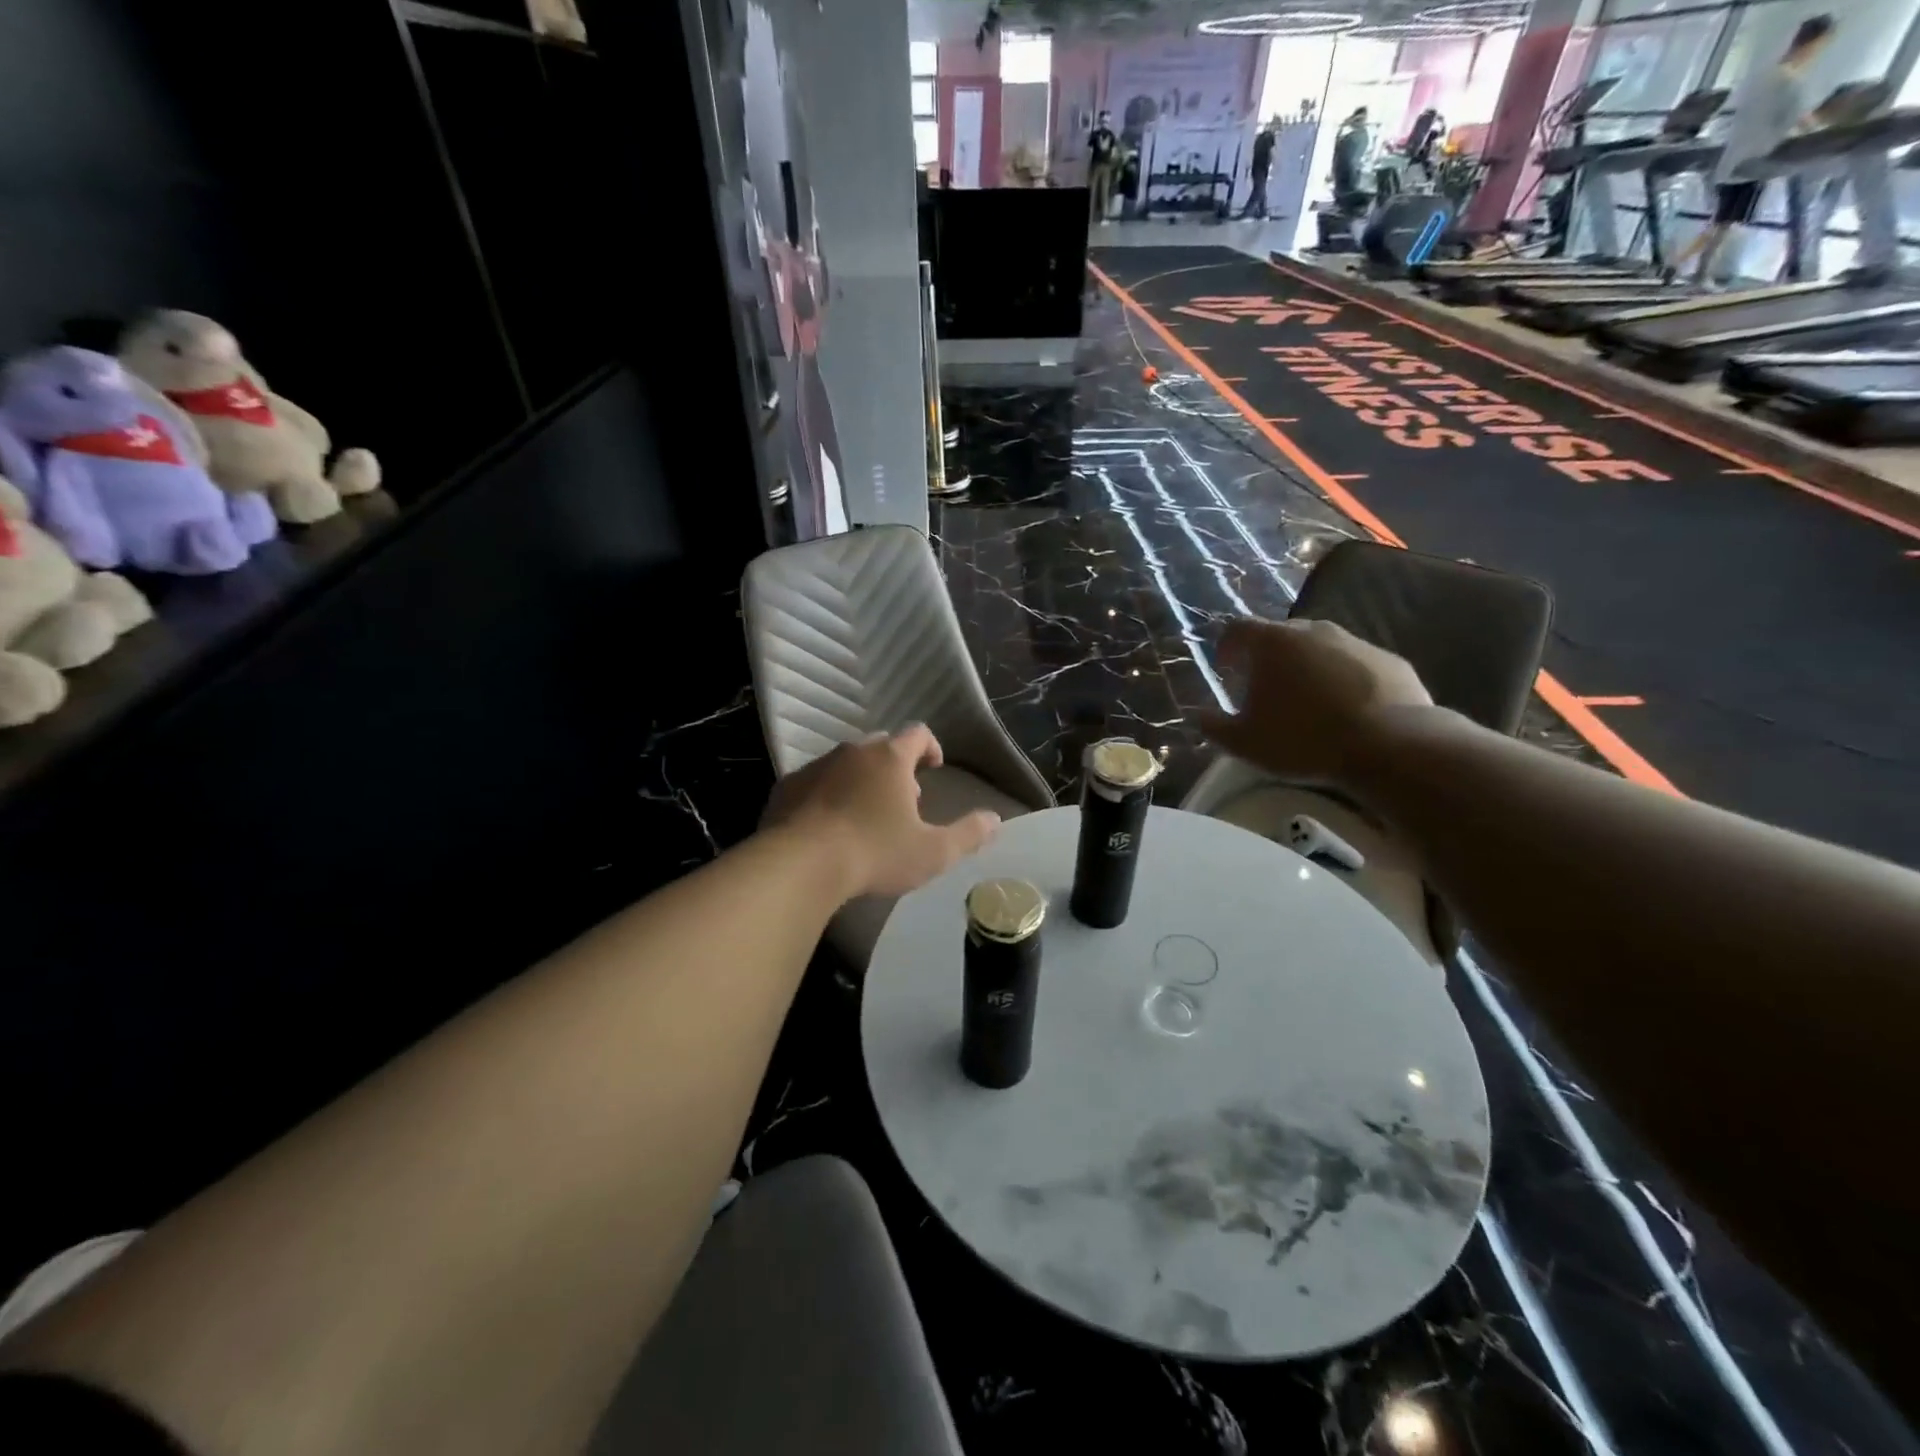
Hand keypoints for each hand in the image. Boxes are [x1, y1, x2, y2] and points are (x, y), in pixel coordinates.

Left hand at [761, 724, 1001, 900]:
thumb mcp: (933, 851)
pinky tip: (829, 827)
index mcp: (890, 758)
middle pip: (881, 746)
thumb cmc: (875, 853)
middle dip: (896, 766)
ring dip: (861, 780)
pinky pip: (815, 782)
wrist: (799, 865)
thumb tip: (995, 820)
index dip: (931, 748)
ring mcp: (816, 766)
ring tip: (865, 816)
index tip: (934, 769)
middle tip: (904, 799)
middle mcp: (852, 751)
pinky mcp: (786, 787)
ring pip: (846, 763)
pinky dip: (828, 795)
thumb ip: (968, 834)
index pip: (918, 733)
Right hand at [1197, 618, 1432, 784]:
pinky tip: (1346, 710)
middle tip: (1264, 689)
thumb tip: (1199, 715)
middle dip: (1267, 657)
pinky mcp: (1390, 660)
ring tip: (1307, 701)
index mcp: (1272, 642)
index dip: (1226, 648)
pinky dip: (1343, 679)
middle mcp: (1313, 630)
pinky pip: (1355, 664)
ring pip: (1320, 647)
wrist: (1390, 746)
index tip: (1226, 670)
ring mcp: (1356, 642)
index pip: (1237, 629)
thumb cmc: (1303, 739)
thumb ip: (1214, 726)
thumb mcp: (1244, 742)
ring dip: (1307, 666)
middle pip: (1280, 635)